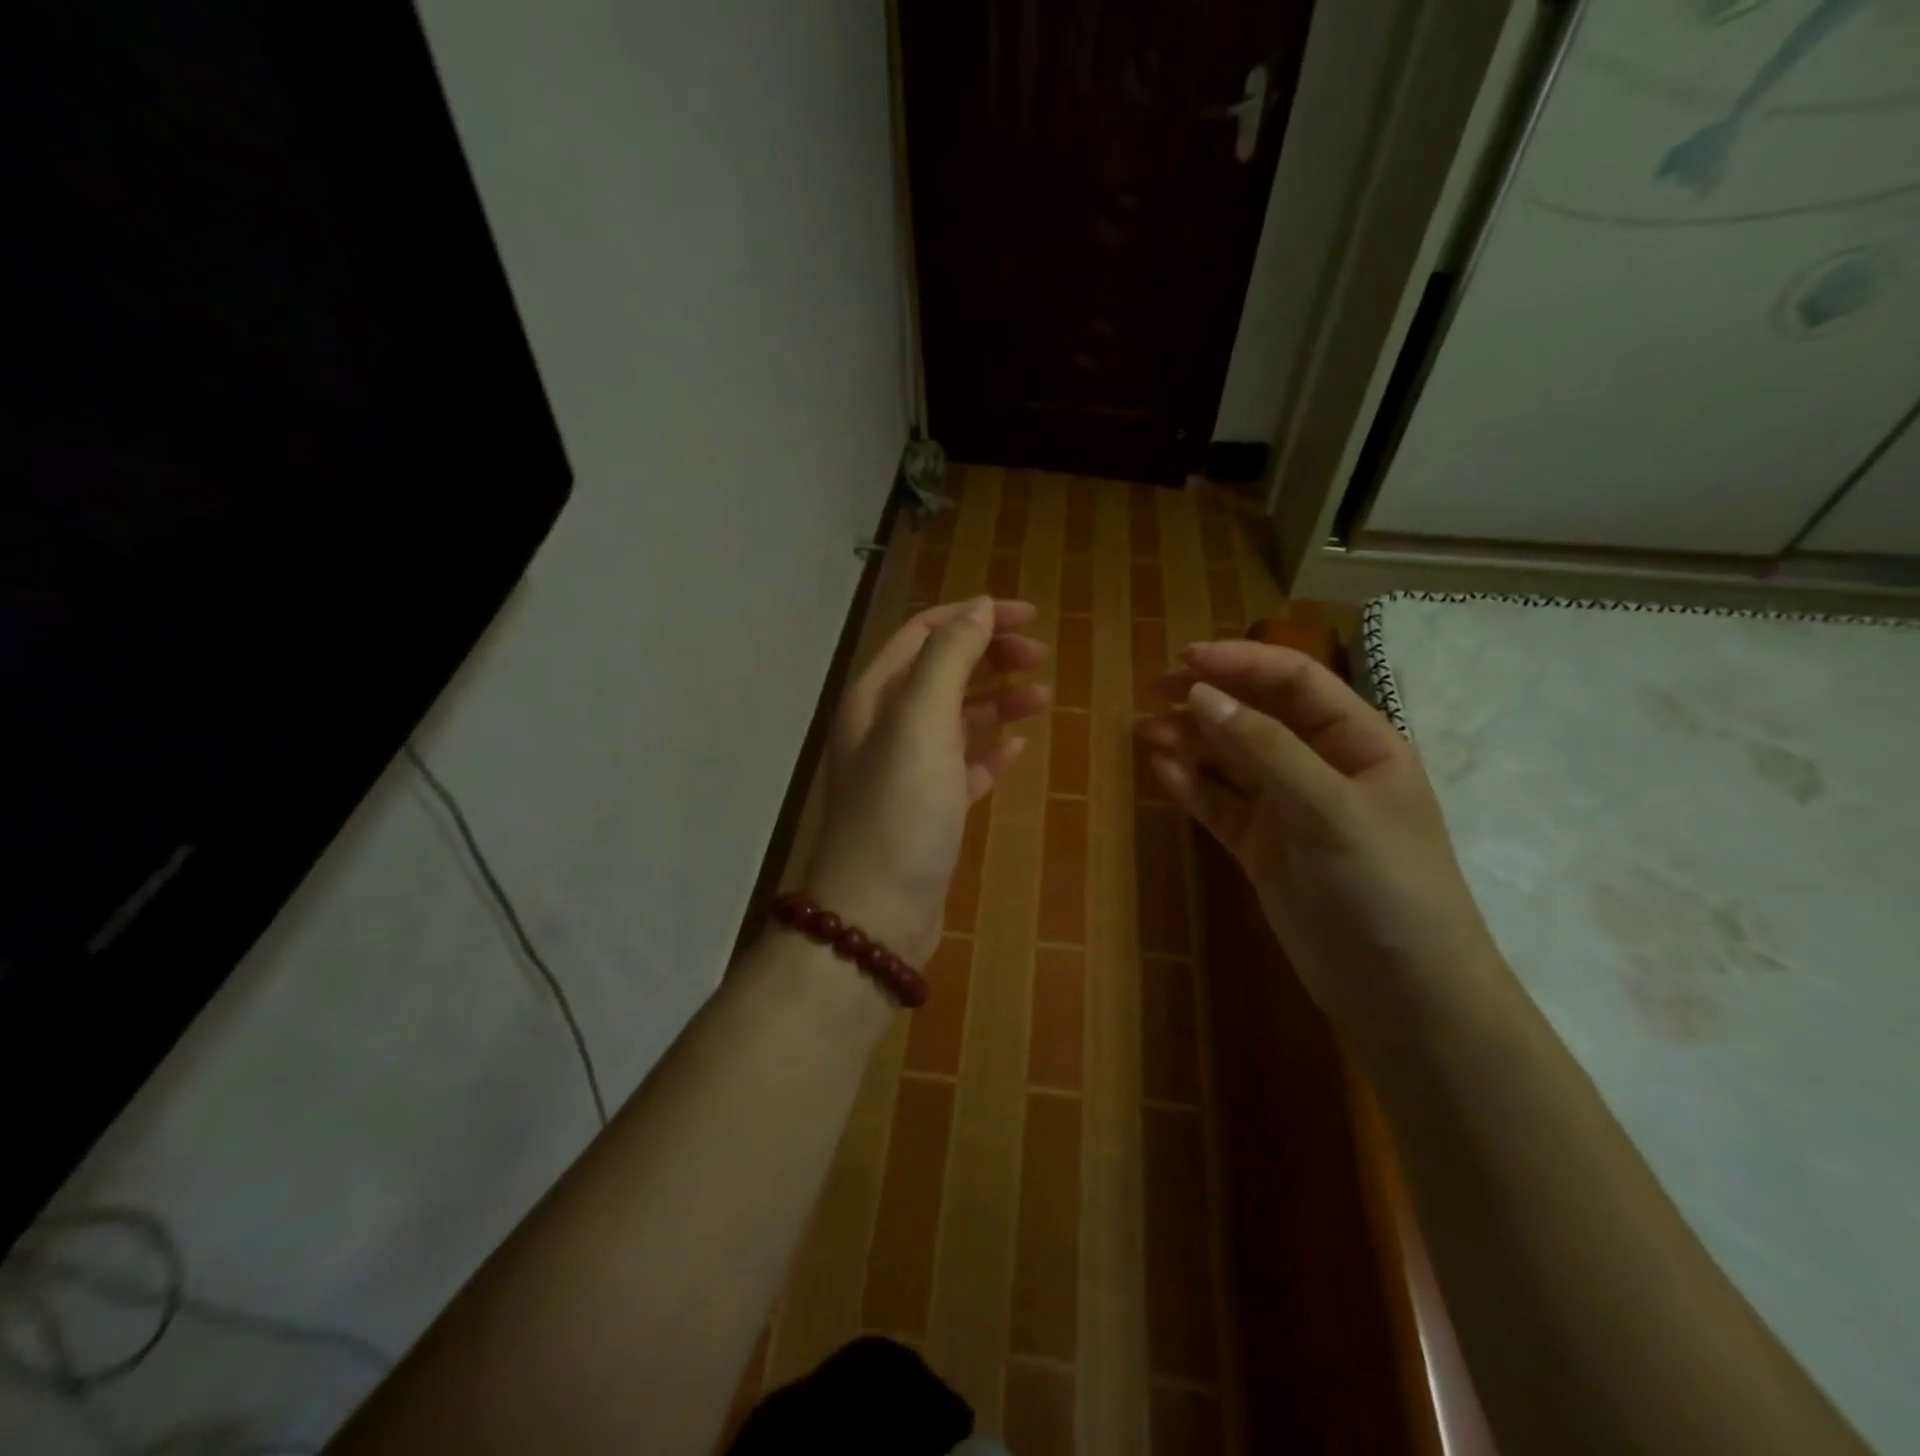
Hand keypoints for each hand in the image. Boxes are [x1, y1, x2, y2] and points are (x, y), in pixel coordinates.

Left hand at [806, 597, 1049, 965]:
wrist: (877, 914)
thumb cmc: (899, 810)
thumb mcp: (921, 721)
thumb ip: (949, 657)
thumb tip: (980, 606)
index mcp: (876, 697)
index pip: (924, 633)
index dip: (975, 617)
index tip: (1030, 616)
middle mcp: (886, 727)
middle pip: (943, 672)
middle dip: (991, 656)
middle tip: (1042, 657)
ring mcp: (907, 771)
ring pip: (957, 719)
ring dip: (998, 701)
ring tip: (1043, 698)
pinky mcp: (929, 810)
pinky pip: (964, 766)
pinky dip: (991, 751)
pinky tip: (1020, 748)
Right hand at [1139, 639, 1501, 1045]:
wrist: (1403, 994)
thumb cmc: (1386, 887)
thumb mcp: (1331, 809)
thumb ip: (1265, 749)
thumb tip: (1200, 693)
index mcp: (1359, 742)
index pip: (1295, 683)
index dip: (1242, 663)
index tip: (1185, 660)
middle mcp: (1321, 767)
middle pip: (1257, 715)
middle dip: (1208, 698)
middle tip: (1152, 691)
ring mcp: (1289, 810)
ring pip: (1230, 760)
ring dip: (1190, 741)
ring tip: (1144, 732)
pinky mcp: (1262, 848)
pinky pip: (1220, 804)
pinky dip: (1191, 786)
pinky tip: (1160, 771)